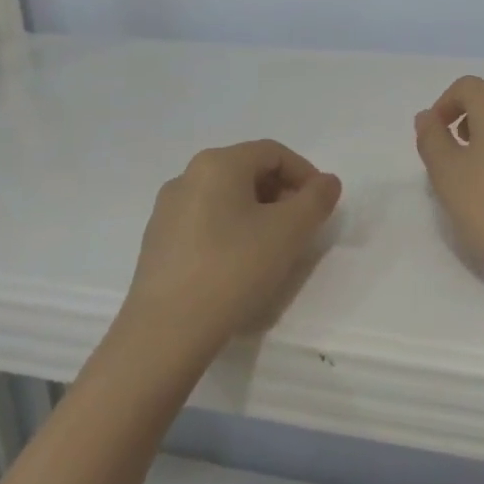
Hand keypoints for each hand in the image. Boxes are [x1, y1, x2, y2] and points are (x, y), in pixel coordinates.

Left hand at [123, 140, 341, 352]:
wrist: (166, 331)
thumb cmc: (234, 269)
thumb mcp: (290, 231)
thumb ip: (316, 199)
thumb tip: (326, 182)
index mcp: (217, 164)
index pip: (273, 153)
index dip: (305, 174)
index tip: (322, 206)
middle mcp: (187, 177)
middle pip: (248, 171)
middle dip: (282, 194)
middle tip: (302, 227)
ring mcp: (167, 210)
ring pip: (226, 198)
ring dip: (258, 214)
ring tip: (273, 248)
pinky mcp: (158, 242)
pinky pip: (205, 222)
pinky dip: (232, 231)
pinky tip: (239, 265)